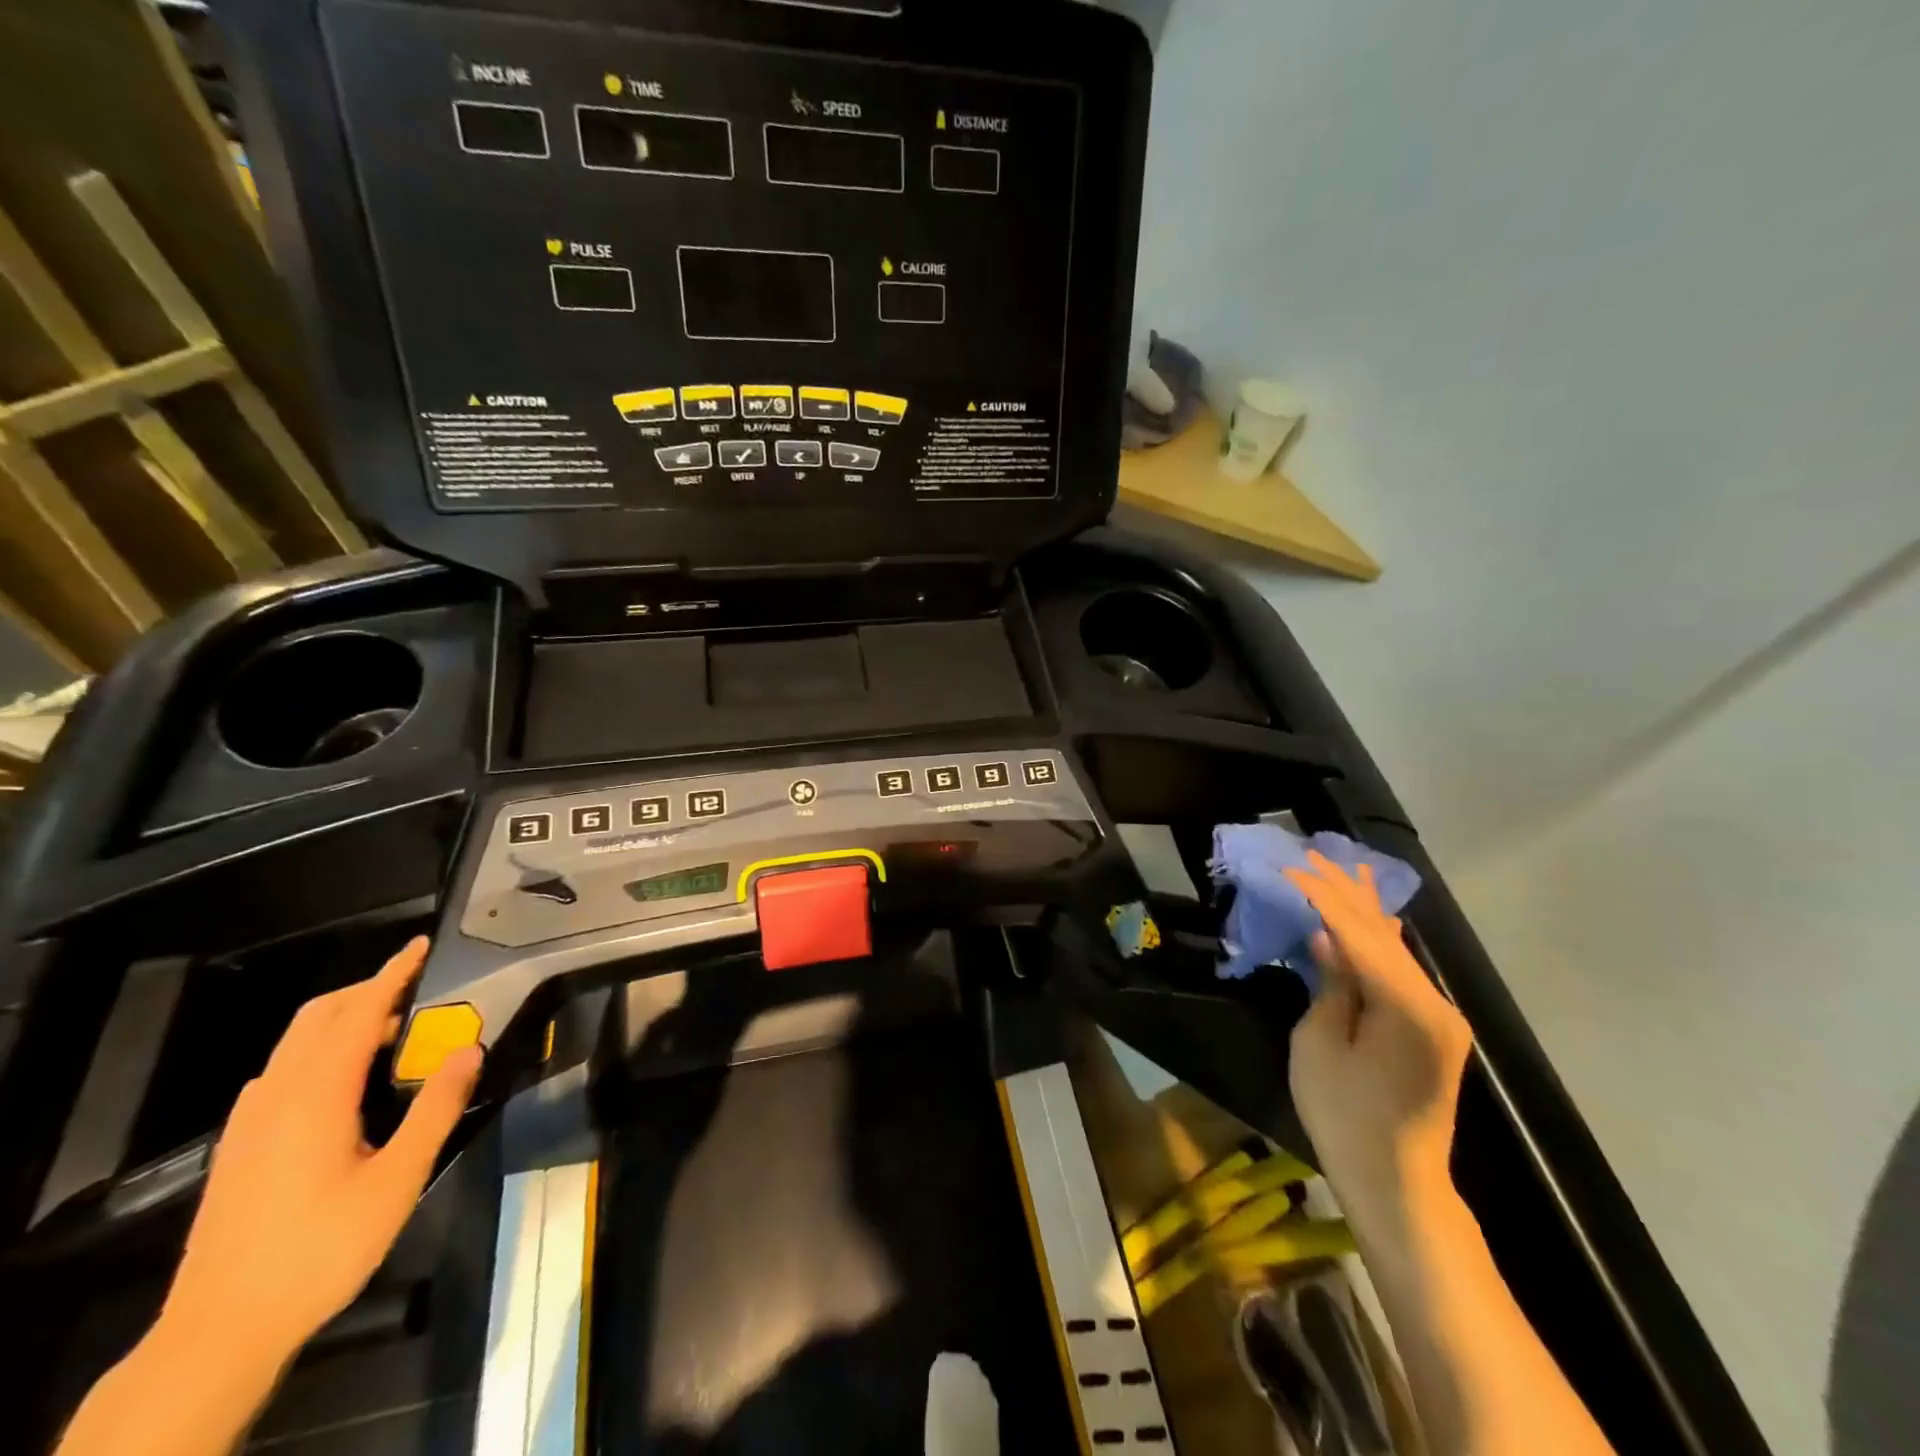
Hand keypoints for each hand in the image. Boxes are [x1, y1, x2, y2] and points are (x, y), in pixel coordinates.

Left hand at [157, 938, 481, 1365]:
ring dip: (342, 1019)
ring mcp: (250, 1122)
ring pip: (294, 1043)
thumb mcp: (398, 1180)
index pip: (357, 1013)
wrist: (220, 1330)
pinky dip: (317, 1050)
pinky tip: (343, 1080)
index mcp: (316, 1096)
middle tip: (416, 988)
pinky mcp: (239, 1146)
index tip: (422, 945)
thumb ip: (436, 1108)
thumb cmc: (321, 1249)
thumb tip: (469, 1049)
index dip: (392, 974)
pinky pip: (280, 1072)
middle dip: (367, 990)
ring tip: (392, 1031)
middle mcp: (276, 1096)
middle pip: (317, 1017)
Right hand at [1284, 852, 1471, 1241]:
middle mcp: (1434, 1001)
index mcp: (1406, 1006)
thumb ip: (1330, 984)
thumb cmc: (1345, 1117)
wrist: (1397, 1181)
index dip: (1322, 896)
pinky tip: (1376, 916)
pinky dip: (1380, 938)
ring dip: (1364, 908)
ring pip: (1396, 947)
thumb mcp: (1318, 1046)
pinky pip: (1402, 969)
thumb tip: (1326, 937)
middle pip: (1382, 933)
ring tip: (1343, 868)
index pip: (1358, 933)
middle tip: (1312, 854)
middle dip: (1344, 892)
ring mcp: (1439, 1014)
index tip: (1291, 867)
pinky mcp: (1434, 1027)